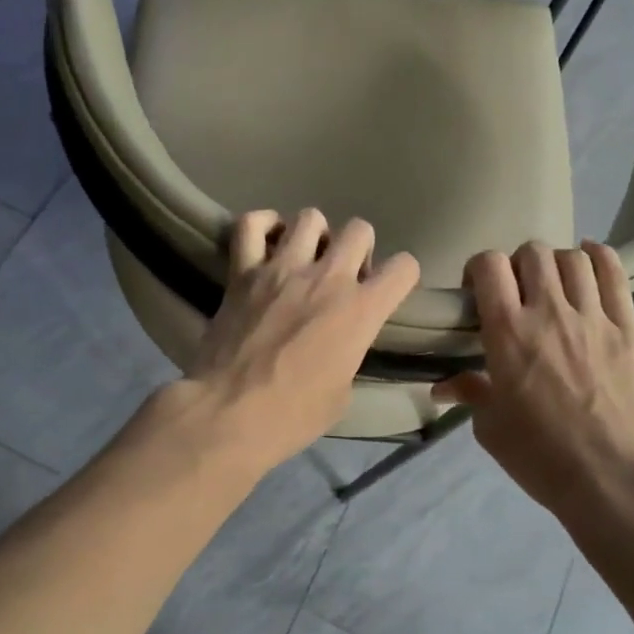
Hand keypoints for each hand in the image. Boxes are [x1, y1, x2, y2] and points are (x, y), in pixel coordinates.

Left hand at [181, 207, 419, 476]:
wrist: (230, 413)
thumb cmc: (293, 415)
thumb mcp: (342, 393)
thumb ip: (348, 356)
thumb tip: (338, 346)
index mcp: (360, 310)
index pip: (403, 267)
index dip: (400, 276)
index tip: (384, 291)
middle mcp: (327, 278)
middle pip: (359, 229)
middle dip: (358, 248)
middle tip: (343, 274)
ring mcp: (282, 268)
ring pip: (310, 218)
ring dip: (314, 235)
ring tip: (304, 257)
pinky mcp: (242, 271)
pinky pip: (251, 224)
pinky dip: (262, 226)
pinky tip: (266, 241)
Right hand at [435, 241, 633, 527]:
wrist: (609, 479)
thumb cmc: (539, 455)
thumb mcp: (490, 427)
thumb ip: (469, 392)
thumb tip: (442, 386)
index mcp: (507, 332)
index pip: (488, 264)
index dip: (479, 269)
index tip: (478, 294)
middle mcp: (548, 312)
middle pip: (531, 252)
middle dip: (518, 266)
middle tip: (518, 293)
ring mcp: (593, 317)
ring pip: (573, 258)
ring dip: (556, 264)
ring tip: (555, 286)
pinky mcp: (628, 328)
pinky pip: (615, 274)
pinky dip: (599, 257)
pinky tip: (590, 261)